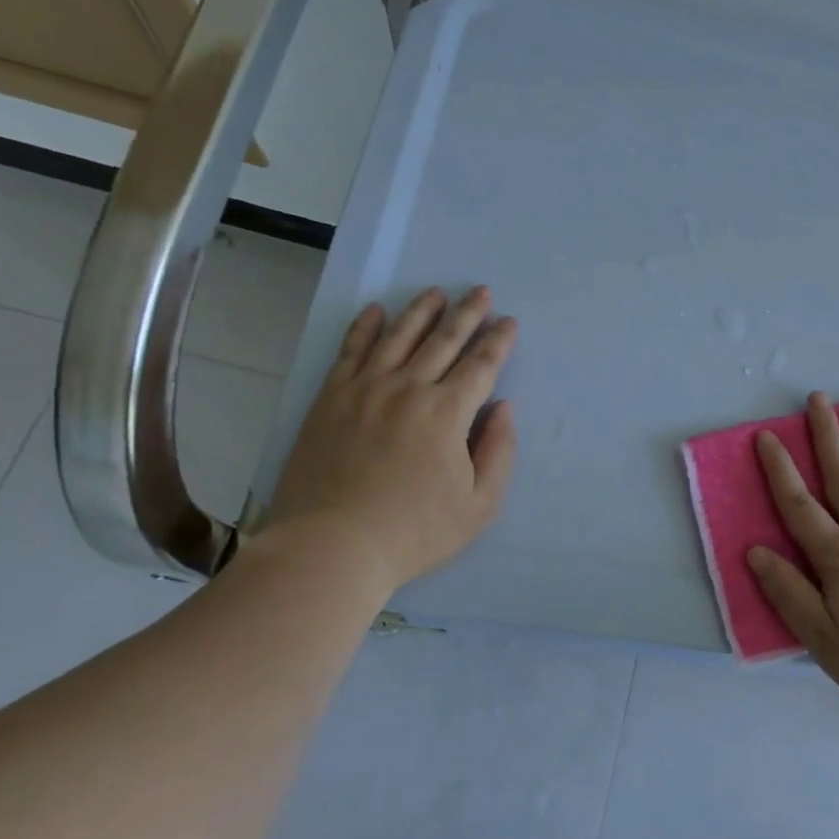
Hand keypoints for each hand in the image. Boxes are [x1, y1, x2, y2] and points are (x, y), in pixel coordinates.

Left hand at [261, 286, 516, 591]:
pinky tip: (376, 311)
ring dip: (421, 311)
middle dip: (467, 313)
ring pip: (399, 336)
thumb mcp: (478, 506)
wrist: (330, 547)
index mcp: (448, 413)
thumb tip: (503, 408)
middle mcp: (409, 388)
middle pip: (444, 340)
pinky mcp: (331, 398)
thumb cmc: (413, 532)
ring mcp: (365, 389)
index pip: (481, 364)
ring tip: (435, 292)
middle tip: (480, 290)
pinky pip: (351, 350)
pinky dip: (365, 327)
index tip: (508, 321)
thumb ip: (500, 452)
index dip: (498, 340)